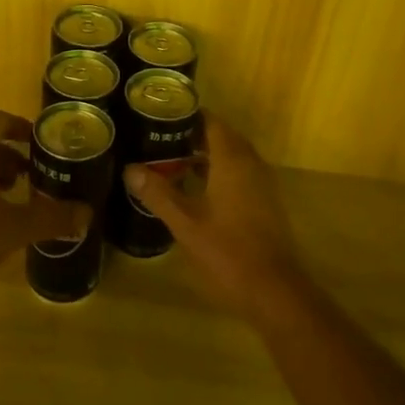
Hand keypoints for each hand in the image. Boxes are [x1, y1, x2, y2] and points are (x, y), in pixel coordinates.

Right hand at [124, 118, 307, 321]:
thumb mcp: (185, 224)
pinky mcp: (265, 202)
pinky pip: (240, 173)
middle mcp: (251, 164)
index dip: (188, 115)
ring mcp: (261, 183)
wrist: (274, 290)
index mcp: (232, 161)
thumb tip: (129, 169)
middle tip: (160, 136)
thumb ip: (158, 194)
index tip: (161, 114)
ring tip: (172, 158)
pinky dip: (219, 171)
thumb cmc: (228, 252)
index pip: (212, 122)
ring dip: (206, 154)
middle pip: (222, 136)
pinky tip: (196, 188)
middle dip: (193, 134)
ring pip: (232, 156)